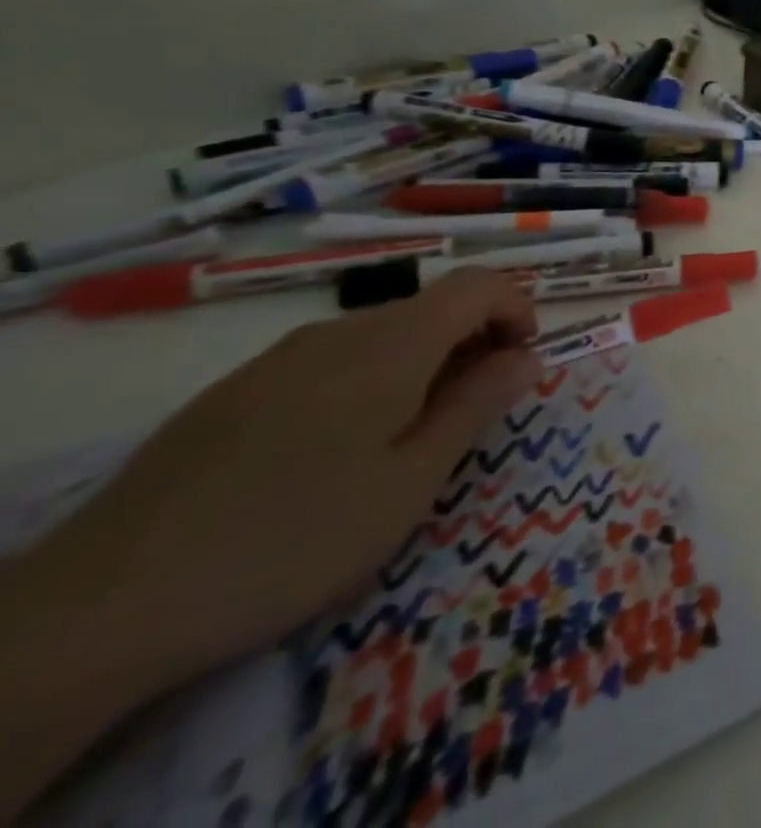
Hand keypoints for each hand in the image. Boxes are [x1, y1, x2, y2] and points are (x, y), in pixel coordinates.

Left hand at [25, 271, 539, 689]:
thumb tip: (527, 357)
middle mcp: (338, 333)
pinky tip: (337, 451)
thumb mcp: (412, 481)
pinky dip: (369, 380)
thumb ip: (478, 405)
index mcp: (391, 345)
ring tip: (410, 437)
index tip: (523, 363)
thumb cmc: (293, 539)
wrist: (100, 609)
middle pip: (432, 307)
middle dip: (474, 342)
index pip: (479, 285)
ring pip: (382, 334)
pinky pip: (331, 360)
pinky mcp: (235, 392)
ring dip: (423, 363)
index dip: (518, 309)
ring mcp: (279, 360)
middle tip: (474, 412)